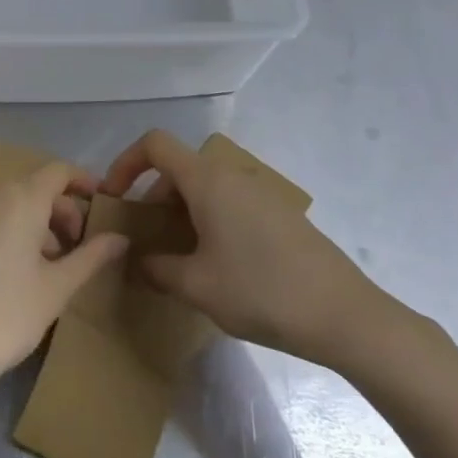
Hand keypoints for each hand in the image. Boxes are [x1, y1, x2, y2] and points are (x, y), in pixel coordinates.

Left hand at [0, 162, 129, 408]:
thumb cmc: (3, 319)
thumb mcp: (55, 290)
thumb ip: (90, 257)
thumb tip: (120, 237)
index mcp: (19, 198)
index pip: (58, 172)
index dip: (83, 182)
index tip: (101, 203)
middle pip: (32, 188)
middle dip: (59, 212)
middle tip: (76, 250)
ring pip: (6, 204)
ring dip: (32, 224)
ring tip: (43, 267)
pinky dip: (3, 230)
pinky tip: (8, 271)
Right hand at [101, 130, 404, 367]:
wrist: (343, 314)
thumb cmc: (261, 292)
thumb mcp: (197, 286)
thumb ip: (157, 268)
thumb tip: (137, 260)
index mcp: (207, 181)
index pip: (155, 144)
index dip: (125, 163)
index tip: (114, 198)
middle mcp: (232, 176)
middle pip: (179, 169)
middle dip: (152, 198)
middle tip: (144, 240)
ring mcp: (260, 193)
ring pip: (205, 188)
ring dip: (181, 212)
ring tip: (176, 256)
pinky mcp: (280, 214)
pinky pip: (229, 203)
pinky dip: (208, 220)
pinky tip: (216, 263)